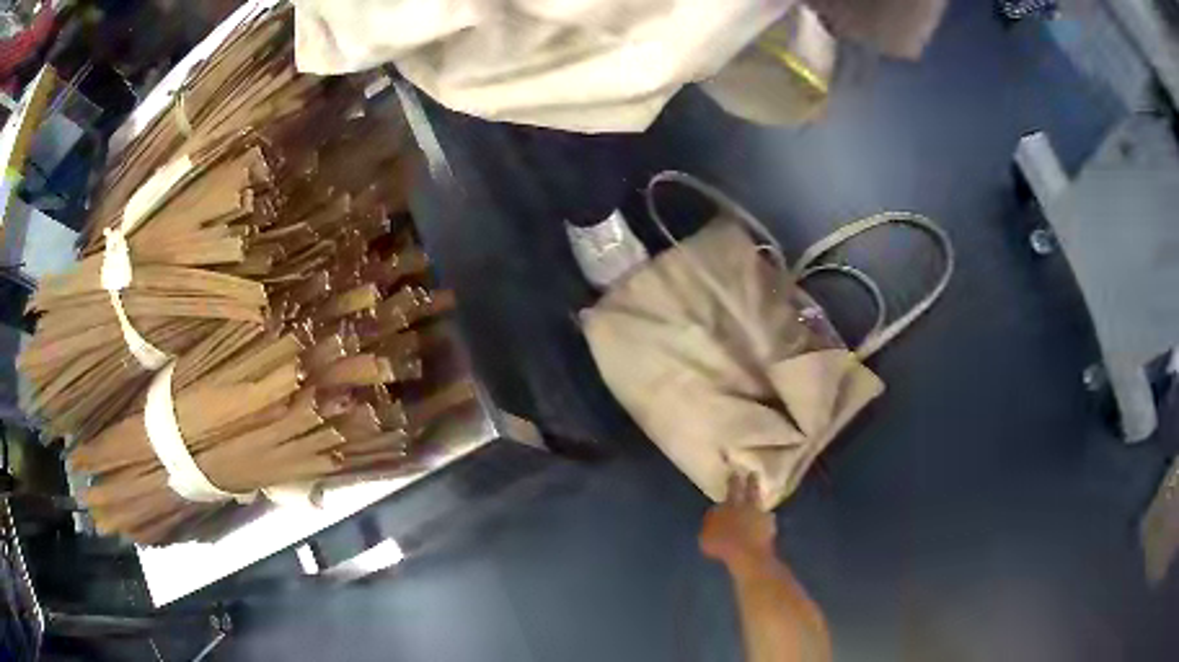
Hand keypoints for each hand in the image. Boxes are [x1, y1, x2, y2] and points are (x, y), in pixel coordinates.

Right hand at [699, 473, 776, 571]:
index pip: (732, 488)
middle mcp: (747, 506)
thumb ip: (710, 524)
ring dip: (759, 501)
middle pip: (750, 490)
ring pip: (760, 504)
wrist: (748, 555)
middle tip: (753, 473)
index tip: (734, 473)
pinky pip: (767, 520)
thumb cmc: (722, 545)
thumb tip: (713, 517)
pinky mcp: (770, 527)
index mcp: (730, 505)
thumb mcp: (706, 535)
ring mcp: (761, 516)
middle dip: (751, 481)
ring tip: (760, 498)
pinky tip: (765, 522)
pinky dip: (765, 520)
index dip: (733, 480)